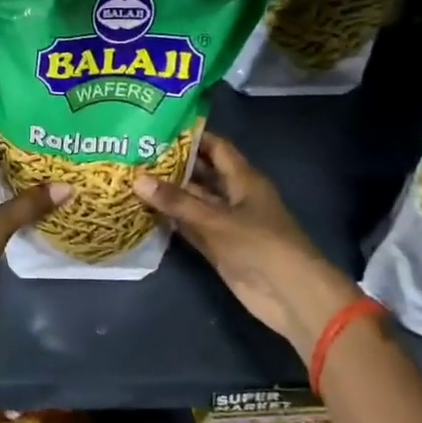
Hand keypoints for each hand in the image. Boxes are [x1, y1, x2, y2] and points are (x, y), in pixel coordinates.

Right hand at [133, 131, 359, 358]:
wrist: (289, 294)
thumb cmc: (260, 245)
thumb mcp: (216, 219)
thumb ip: (176, 201)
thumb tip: (136, 178)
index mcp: (244, 180)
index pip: (216, 148)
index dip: (192, 136)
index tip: (159, 127)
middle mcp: (234, 196)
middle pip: (201, 174)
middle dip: (172, 164)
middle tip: (136, 153)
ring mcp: (225, 223)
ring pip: (193, 201)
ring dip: (168, 194)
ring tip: (132, 178)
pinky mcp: (217, 247)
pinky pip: (190, 227)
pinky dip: (171, 220)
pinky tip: (144, 211)